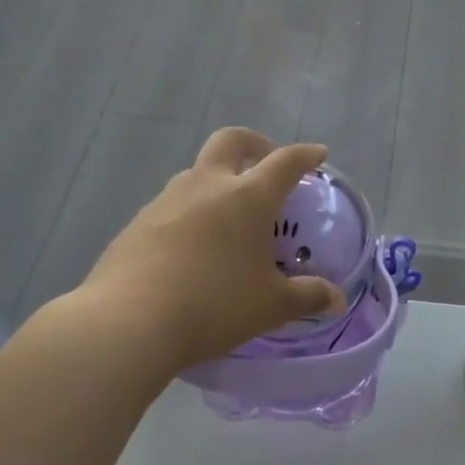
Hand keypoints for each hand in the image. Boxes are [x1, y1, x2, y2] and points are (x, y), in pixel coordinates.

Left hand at [62, 128, 346, 373]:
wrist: (128, 322)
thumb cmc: (213, 305)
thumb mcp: (270, 306)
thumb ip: (307, 297)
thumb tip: (336, 300)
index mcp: (248, 197)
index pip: (285, 161)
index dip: (305, 155)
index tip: (318, 154)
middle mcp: (207, 185)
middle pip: (232, 141)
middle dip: (254, 144)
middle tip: (265, 164)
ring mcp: (167, 200)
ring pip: (197, 172)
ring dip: (218, 180)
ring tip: (228, 216)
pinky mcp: (137, 223)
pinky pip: (171, 205)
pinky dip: (190, 212)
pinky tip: (192, 247)